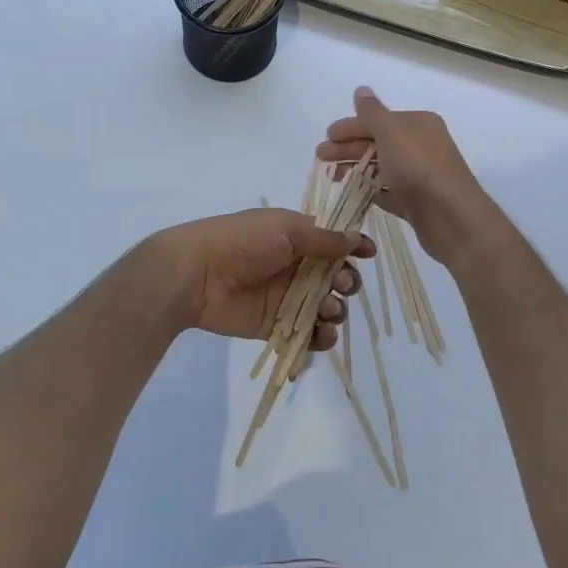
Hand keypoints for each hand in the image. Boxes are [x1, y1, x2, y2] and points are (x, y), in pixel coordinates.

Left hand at [152, 209, 369, 351]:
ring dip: (336, 310)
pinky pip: (307, 335)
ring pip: (326, 308)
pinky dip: (321, 338)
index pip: (335, 243)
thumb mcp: (287, 229)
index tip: (369, 254)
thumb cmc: (243, 241)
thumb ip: (324, 238)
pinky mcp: (275, 326)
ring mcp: (287, 298)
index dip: (354, 249)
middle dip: (346, 282)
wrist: (198, 273)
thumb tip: (357, 238)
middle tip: (340, 284)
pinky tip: (322, 334)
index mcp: (298, 237)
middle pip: (336, 278)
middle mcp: (296, 267)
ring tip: (328, 310)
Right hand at [316, 86, 500, 263]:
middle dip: (348, 148)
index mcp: (418, 124)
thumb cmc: (419, 168)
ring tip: (333, 178)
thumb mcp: (391, 133)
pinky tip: (354, 194)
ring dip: (357, 169)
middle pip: (378, 143)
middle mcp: (422, 145)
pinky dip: (372, 190)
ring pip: (382, 167)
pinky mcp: (418, 201)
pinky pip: (390, 191)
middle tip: (321, 158)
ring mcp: (421, 174)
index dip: (350, 127)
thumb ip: (372, 113)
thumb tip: (361, 89)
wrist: (452, 218)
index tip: (325, 137)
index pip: (377, 120)